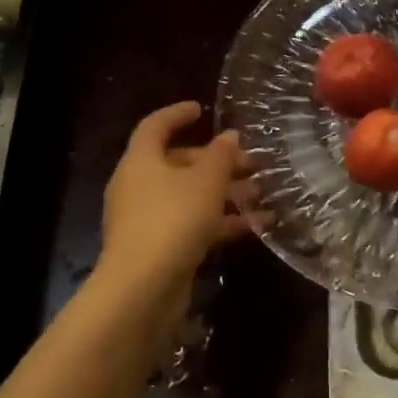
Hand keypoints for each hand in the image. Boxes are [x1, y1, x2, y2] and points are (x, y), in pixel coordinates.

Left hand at [98, 101, 251, 313]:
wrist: (142, 288)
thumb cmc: (173, 219)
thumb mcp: (206, 181)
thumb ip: (221, 156)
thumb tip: (230, 136)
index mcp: (141, 161)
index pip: (155, 126)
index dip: (177, 114)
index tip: (202, 109)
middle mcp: (138, 186)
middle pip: (177, 163)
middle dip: (215, 161)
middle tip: (249, 163)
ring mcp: (145, 219)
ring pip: (187, 196)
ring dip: (223, 193)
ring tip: (260, 194)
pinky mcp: (157, 247)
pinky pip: (190, 224)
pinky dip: (218, 222)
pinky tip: (253, 226)